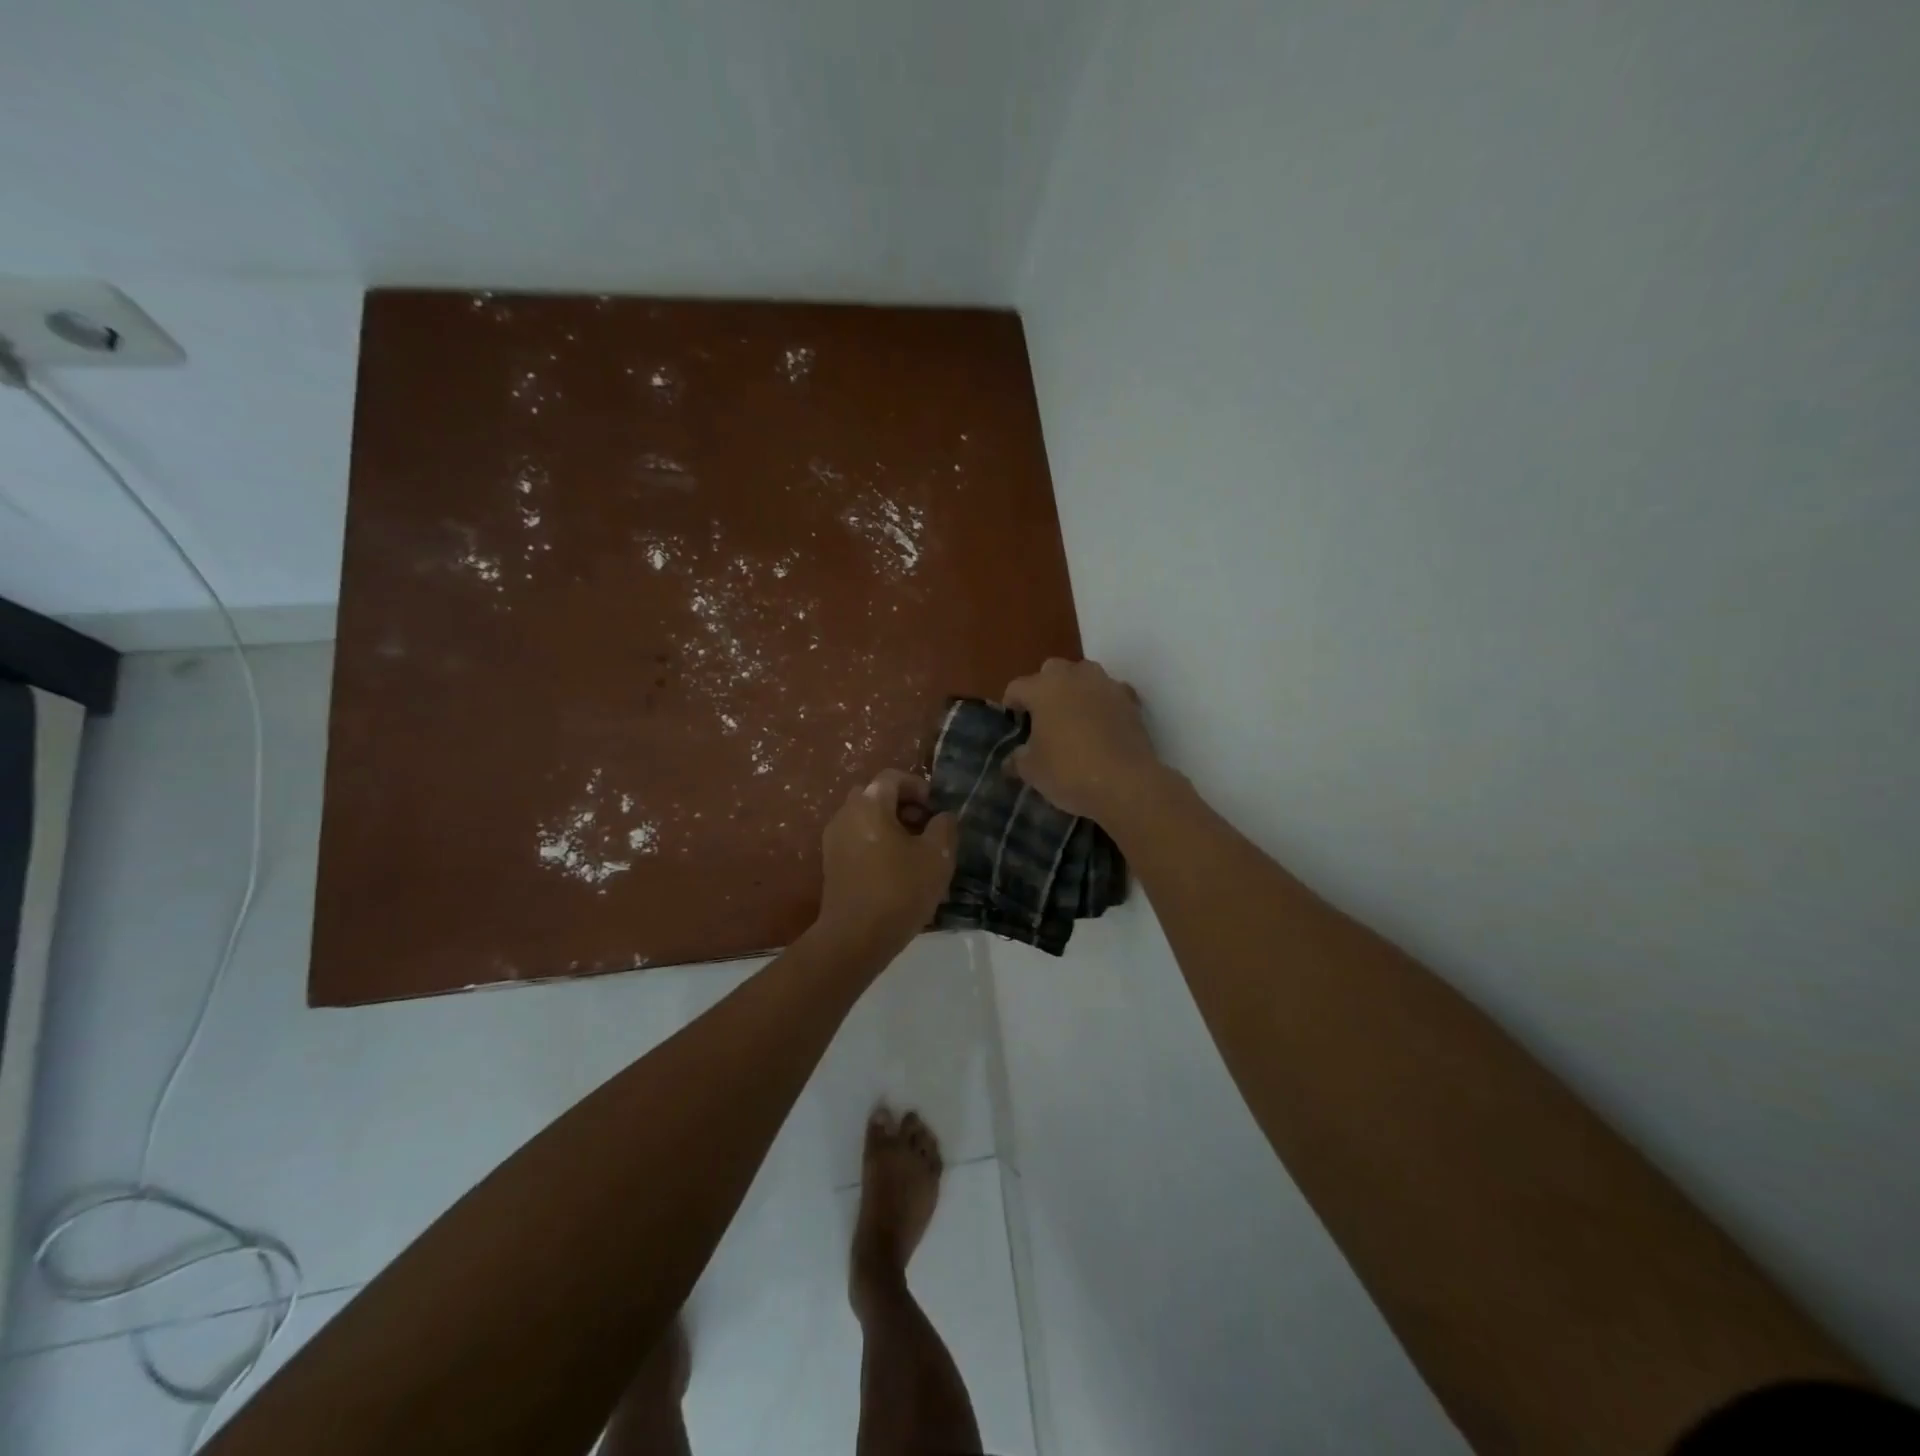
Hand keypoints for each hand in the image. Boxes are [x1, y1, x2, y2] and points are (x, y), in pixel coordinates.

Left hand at [815, 770, 958, 955]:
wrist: (855, 937)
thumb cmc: (900, 890)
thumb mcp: (937, 856)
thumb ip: (944, 827)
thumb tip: (942, 816)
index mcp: (869, 804)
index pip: (893, 777)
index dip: (919, 787)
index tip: (936, 809)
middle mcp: (846, 814)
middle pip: (876, 795)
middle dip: (903, 805)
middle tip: (925, 827)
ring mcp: (834, 839)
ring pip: (865, 819)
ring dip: (890, 826)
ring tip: (915, 852)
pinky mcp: (831, 864)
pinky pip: (857, 840)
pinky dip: (876, 843)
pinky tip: (896, 870)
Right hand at [1003, 658, 1165, 822]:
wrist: (1127, 784)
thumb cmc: (1069, 772)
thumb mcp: (1032, 771)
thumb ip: (1017, 759)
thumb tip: (1012, 758)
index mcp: (1043, 688)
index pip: (1017, 687)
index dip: (1011, 706)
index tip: (1013, 726)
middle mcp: (1074, 676)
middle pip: (1051, 671)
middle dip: (1044, 689)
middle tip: (1043, 719)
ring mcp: (1106, 685)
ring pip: (1084, 676)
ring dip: (1075, 690)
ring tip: (1074, 718)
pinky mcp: (1130, 700)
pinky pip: (1110, 693)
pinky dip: (1103, 703)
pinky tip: (1102, 726)